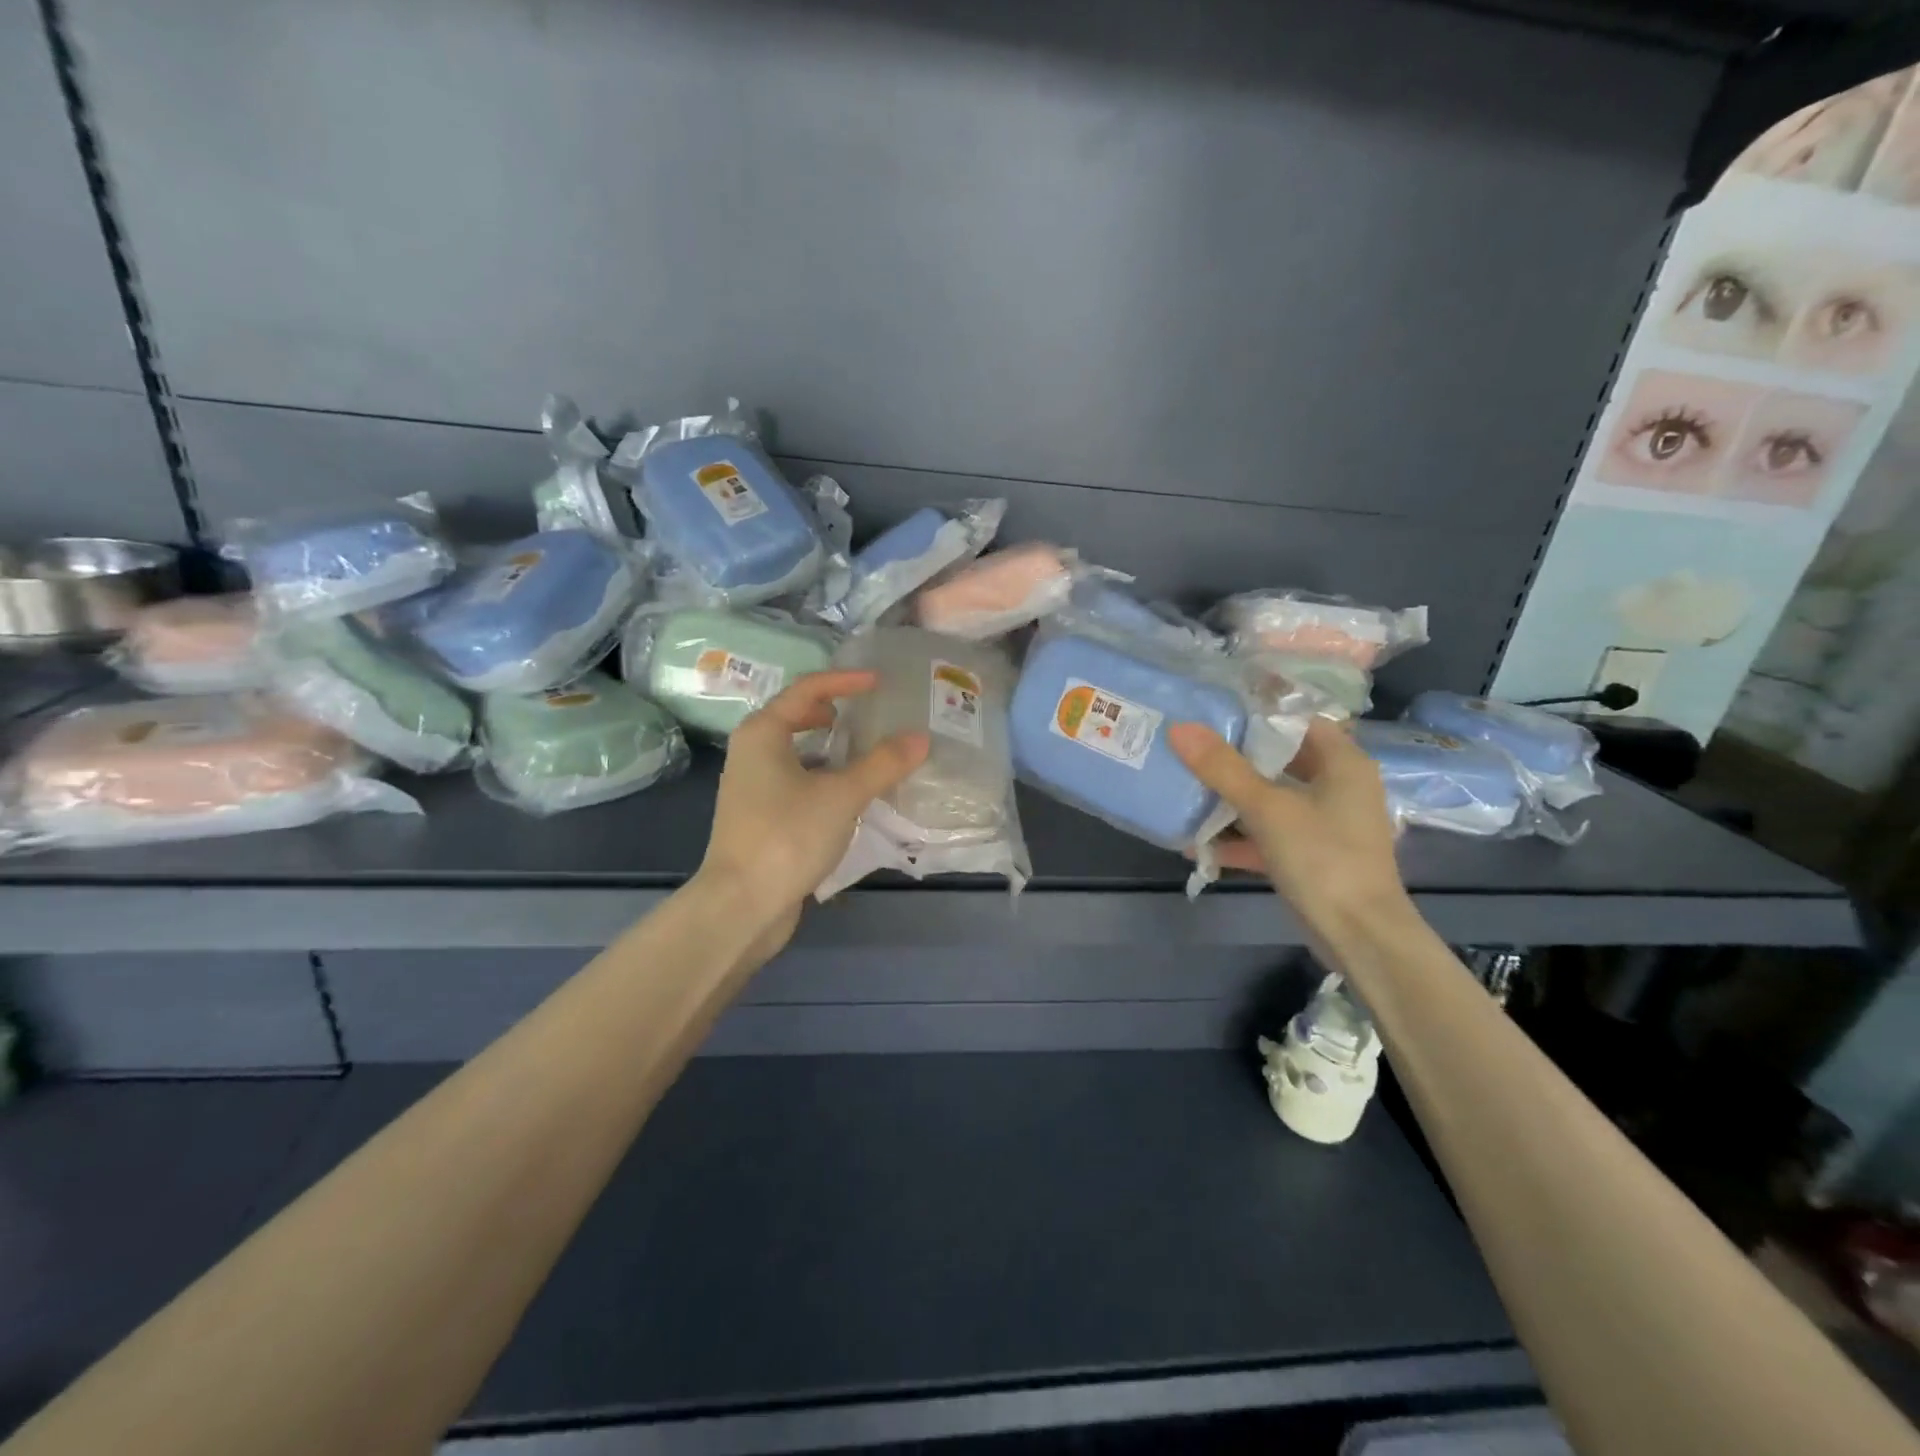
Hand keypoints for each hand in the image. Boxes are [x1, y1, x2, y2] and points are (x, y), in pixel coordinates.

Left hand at [699, 670, 928, 956]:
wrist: (741, 905)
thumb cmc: (787, 836)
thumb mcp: (842, 795)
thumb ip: (883, 763)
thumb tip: (920, 737)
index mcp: (762, 733)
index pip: (807, 690)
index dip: (844, 681)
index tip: (879, 682)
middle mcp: (751, 753)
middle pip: (795, 718)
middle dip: (833, 711)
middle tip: (868, 713)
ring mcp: (752, 787)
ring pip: (796, 753)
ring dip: (830, 748)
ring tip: (867, 752)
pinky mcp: (760, 818)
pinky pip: (797, 782)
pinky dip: (824, 777)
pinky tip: (850, 795)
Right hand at [1168, 717, 1411, 950]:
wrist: (1359, 936)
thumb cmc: (1322, 857)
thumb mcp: (1267, 808)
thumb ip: (1223, 768)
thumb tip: (1180, 728)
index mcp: (1343, 763)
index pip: (1299, 721)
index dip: (1259, 714)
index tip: (1214, 714)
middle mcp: (1339, 787)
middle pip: (1281, 761)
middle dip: (1236, 759)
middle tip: (1191, 750)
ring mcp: (1325, 824)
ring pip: (1272, 799)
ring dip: (1232, 801)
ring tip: (1187, 793)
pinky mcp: (1311, 856)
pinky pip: (1269, 835)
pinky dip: (1239, 839)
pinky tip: (1199, 846)